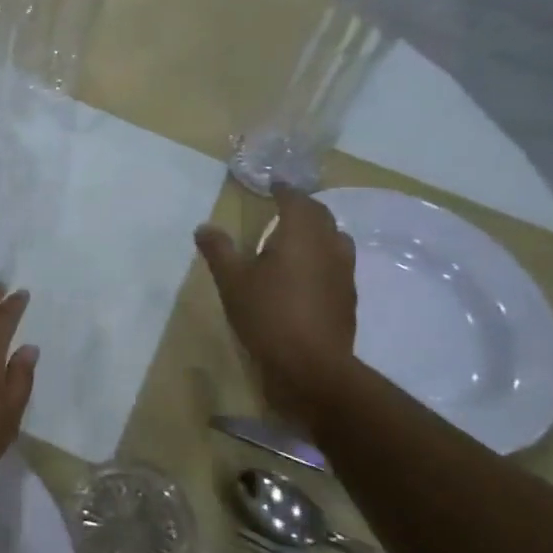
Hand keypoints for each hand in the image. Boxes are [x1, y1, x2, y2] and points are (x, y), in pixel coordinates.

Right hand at [196, 189, 356, 411]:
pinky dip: (322, 257)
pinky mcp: (348, 298)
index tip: (273, 184)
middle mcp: (328, 246)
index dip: (284, 190)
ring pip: (335, 239)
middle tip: (284, 207)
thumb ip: (219, 250)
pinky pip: (337, 264)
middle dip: (303, 207)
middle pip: (321, 216)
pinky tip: (306, 274)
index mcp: (301, 235)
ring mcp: (344, 273)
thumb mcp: (232, 281)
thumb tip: (204, 227)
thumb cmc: (268, 316)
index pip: (296, 200)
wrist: (311, 367)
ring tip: (296, 238)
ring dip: (317, 231)